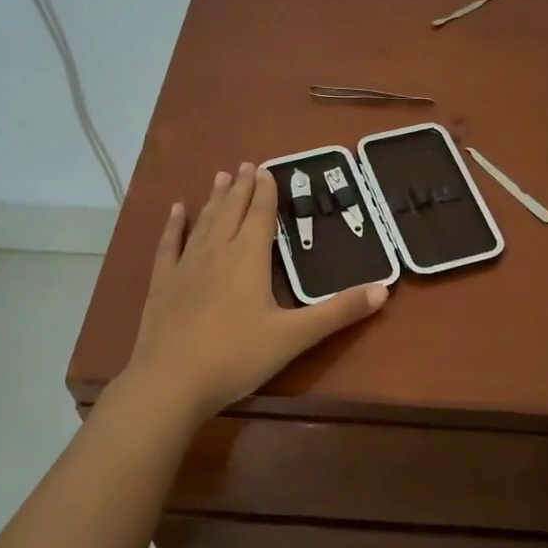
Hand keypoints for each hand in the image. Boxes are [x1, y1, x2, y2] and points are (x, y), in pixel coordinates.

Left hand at [124, 163, 388, 418]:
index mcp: (249, 259)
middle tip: (247, 165)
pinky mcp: (163, 284)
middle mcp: (217, 253)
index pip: (261, 216)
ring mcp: (186, 266)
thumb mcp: (295, 336)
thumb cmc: (237, 357)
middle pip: (232, 212)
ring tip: (221, 177)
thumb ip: (338, 312)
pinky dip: (174, 225)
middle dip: (242, 188)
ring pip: (204, 223)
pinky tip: (176, 210)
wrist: (171, 382)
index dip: (266, 192)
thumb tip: (384, 290)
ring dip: (215, 199)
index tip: (267, 169)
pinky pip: (169, 245)